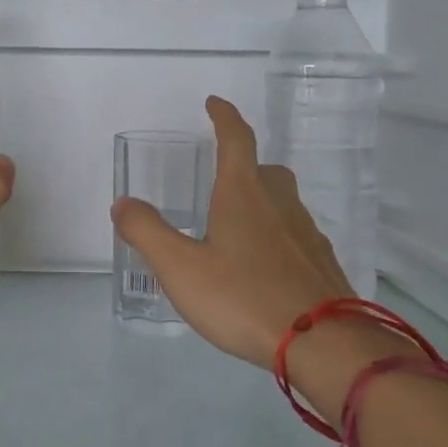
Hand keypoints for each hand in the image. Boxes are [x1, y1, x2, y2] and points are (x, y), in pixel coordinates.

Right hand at [111, 96, 358, 370]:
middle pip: (264, 169)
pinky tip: (263, 267)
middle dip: (243, 165)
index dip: (224, 116)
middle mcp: (279, 204)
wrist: (325, 344)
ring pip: (283, 203)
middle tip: (220, 179)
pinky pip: (296, 235)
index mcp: (243, 194)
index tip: (214, 102)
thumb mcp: (181, 268)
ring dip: (261, 203)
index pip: (236, 139)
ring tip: (235, 229)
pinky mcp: (322, 264)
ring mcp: (307, 233)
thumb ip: (147, 232)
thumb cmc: (244, 298)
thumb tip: (122, 203)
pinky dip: (277, 237)